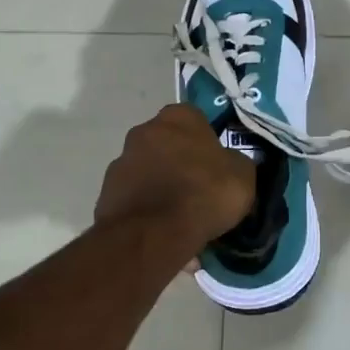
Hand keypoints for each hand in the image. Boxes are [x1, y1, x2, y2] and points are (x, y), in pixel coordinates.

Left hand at [95, 104, 253, 262]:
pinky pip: (136, 198)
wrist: (154, 233)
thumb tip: (230, 164)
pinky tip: (164, 231)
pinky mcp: (107, 193)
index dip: (207, 141)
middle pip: (168, 144)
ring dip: (162, 187)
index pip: (196, 119)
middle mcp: (144, 130)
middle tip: (199, 190)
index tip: (217, 165)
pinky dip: (148, 210)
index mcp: (178, 117)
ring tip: (181, 219)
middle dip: (181, 163)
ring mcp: (121, 161)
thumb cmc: (204, 192)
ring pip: (150, 172)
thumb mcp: (242, 175)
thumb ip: (235, 162)